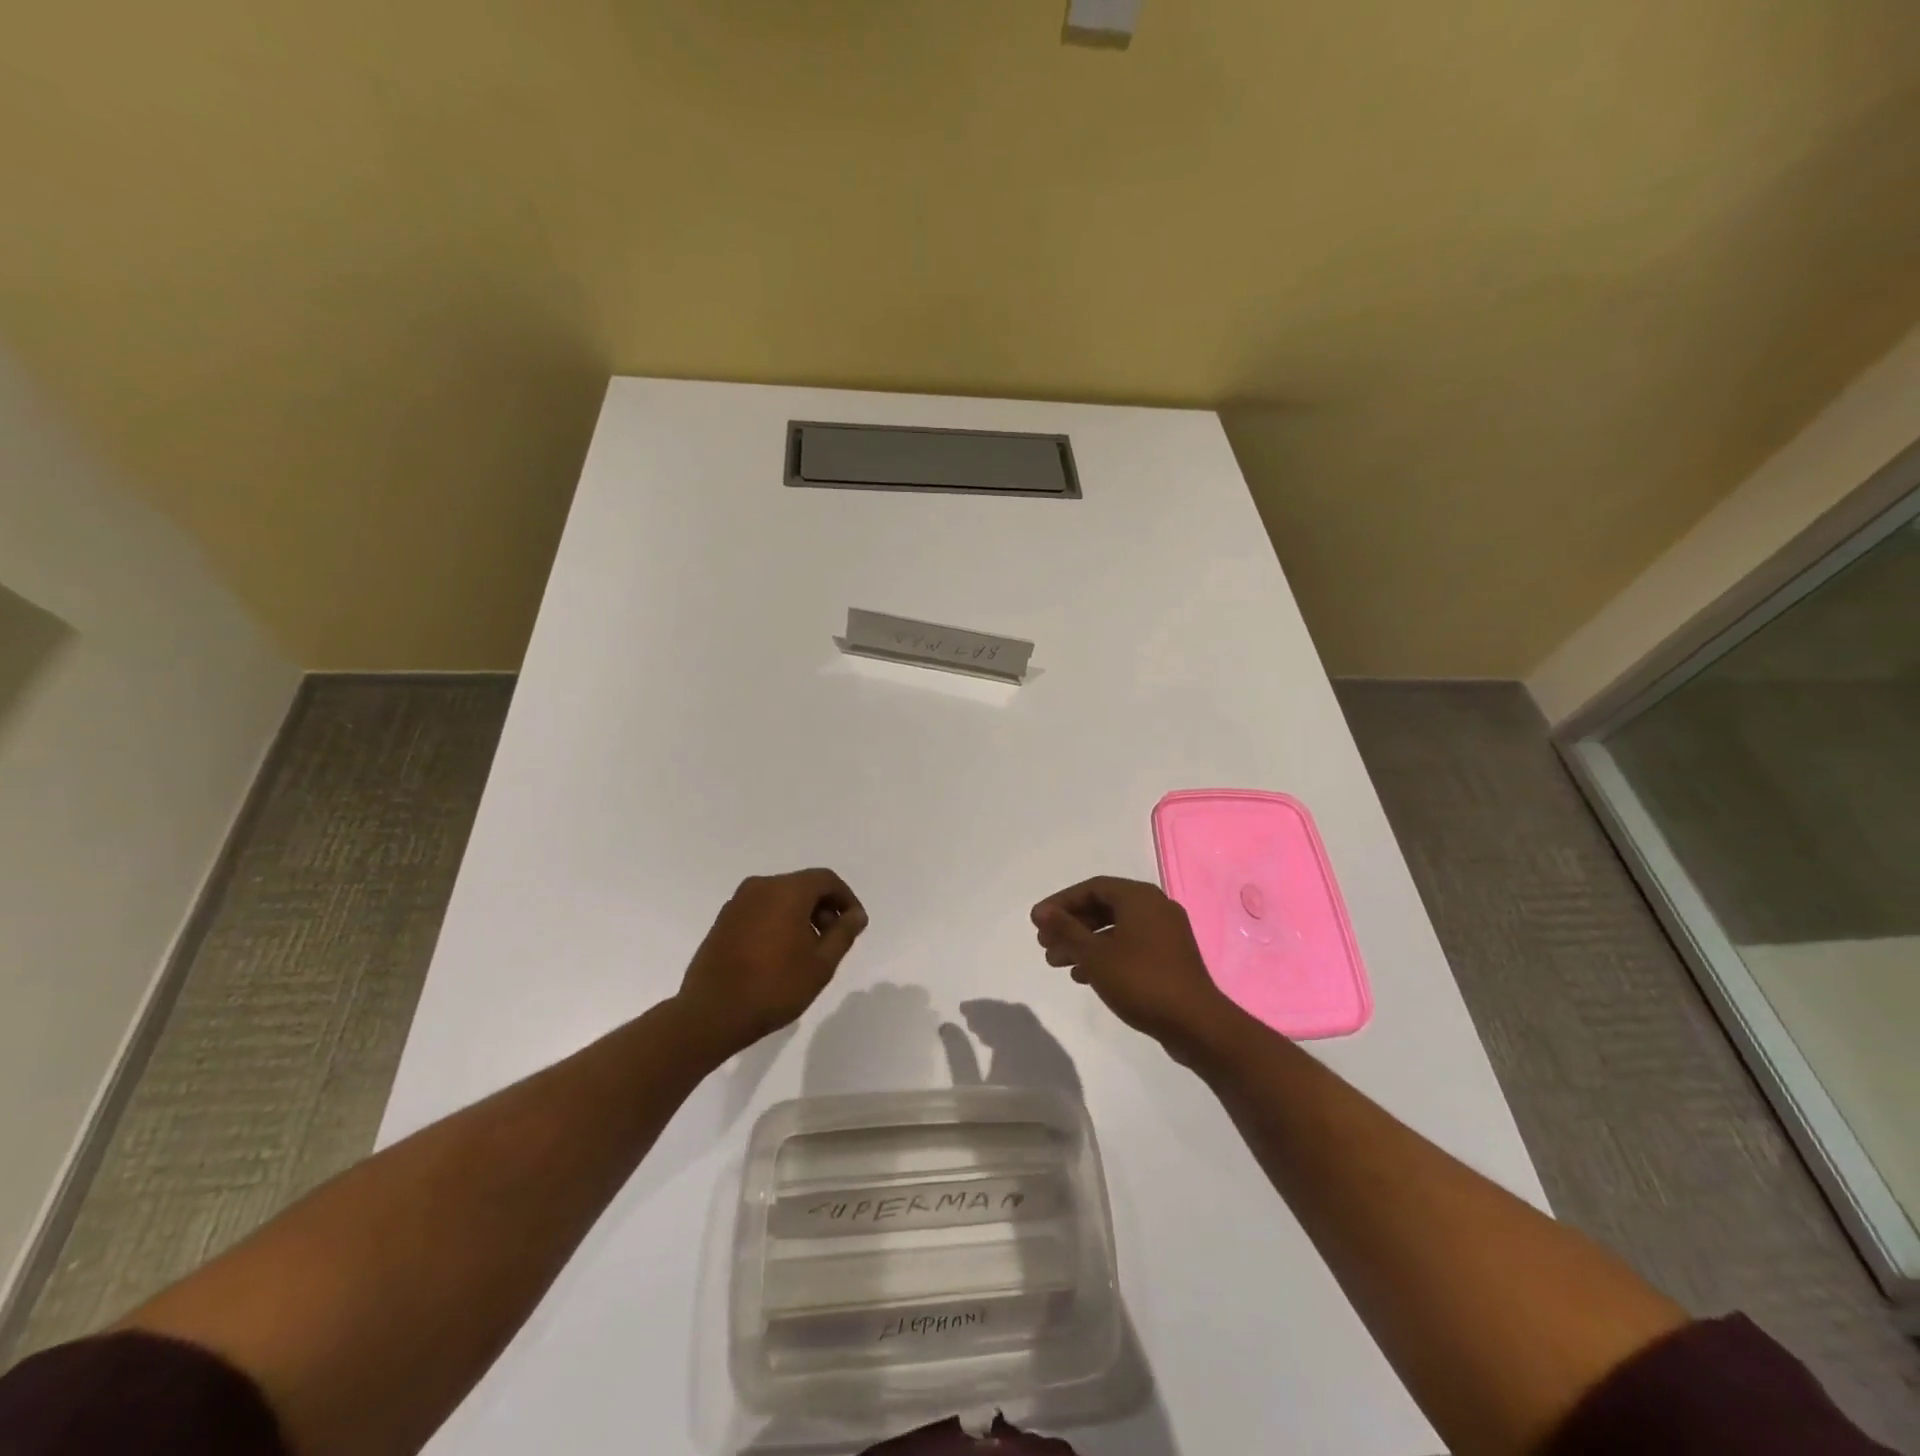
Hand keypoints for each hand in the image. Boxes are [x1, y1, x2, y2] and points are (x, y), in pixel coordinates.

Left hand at [677, 869, 867, 1056]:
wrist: (711, 1014)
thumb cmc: (774, 986)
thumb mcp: (821, 964)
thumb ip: (843, 933)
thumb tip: (856, 915)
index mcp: (786, 890)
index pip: (825, 879)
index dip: (846, 899)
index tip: (854, 925)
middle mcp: (760, 887)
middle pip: (802, 886)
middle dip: (823, 908)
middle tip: (833, 940)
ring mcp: (737, 903)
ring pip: (780, 898)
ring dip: (800, 915)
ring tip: (807, 951)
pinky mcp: (722, 921)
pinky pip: (760, 910)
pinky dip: (777, 921)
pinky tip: (780, 954)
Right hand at [1031, 876, 1238, 1061]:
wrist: (1196, 1024)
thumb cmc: (1140, 980)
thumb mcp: (1095, 955)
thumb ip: (1066, 929)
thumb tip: (1042, 911)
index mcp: (1139, 897)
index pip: (1092, 888)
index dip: (1061, 903)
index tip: (1037, 922)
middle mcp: (1155, 907)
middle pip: (1103, 907)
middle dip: (1071, 925)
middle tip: (1044, 944)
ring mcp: (1166, 933)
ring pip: (1115, 929)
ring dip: (1084, 943)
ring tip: (1056, 963)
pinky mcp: (1170, 957)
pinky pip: (1130, 945)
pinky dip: (1105, 954)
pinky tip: (1084, 976)